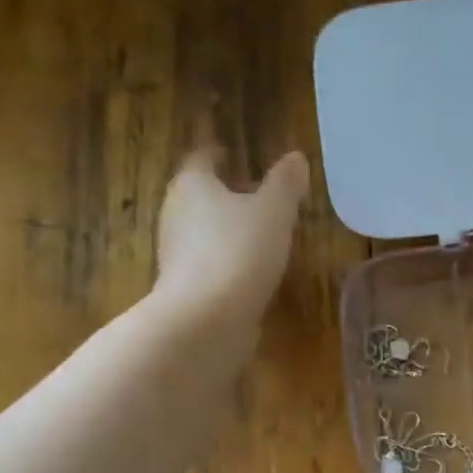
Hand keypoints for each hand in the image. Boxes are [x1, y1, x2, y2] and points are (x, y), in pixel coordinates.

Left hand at [153, 147, 309, 326]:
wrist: (206, 319)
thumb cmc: (240, 251)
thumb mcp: (274, 212)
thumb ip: (285, 184)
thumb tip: (296, 157)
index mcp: (193, 185)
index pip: (202, 158)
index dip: (218, 154)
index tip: (232, 153)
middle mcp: (175, 213)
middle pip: (198, 194)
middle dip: (223, 192)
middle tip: (252, 193)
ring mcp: (175, 253)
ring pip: (201, 230)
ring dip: (224, 229)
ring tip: (256, 233)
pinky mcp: (184, 286)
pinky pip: (206, 262)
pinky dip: (224, 260)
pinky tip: (248, 270)